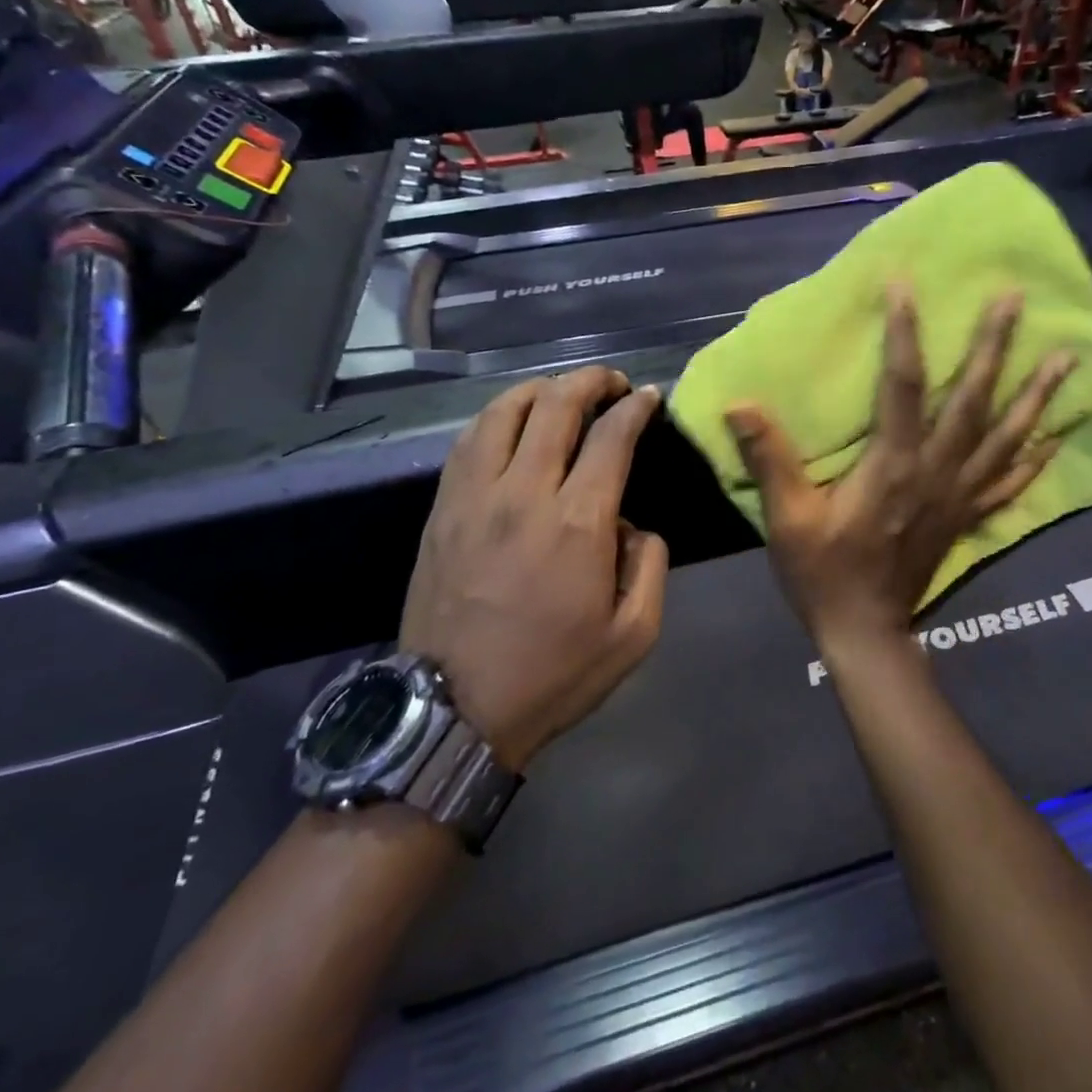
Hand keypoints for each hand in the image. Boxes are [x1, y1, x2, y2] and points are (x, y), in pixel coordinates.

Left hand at [399, 368, 667, 771]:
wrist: (454, 710)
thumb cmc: (553, 674)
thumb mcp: (634, 634)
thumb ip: (649, 565)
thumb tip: (632, 524)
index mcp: (577, 522)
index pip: (611, 436)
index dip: (635, 407)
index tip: (649, 397)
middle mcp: (523, 492)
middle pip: (556, 405)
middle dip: (591, 381)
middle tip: (613, 382)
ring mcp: (473, 496)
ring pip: (504, 411)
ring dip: (540, 388)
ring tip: (562, 392)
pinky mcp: (441, 509)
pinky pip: (468, 440)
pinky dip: (497, 415)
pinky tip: (511, 421)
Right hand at [726, 288, 1073, 648]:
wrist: (865, 632)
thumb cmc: (823, 573)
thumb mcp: (787, 519)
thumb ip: (770, 460)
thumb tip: (739, 405)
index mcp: (894, 465)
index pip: (903, 385)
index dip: (905, 332)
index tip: (906, 284)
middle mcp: (937, 471)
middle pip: (973, 400)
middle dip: (995, 346)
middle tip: (1016, 298)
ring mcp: (959, 496)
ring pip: (1006, 436)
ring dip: (1036, 394)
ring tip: (1067, 357)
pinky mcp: (966, 518)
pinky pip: (1010, 483)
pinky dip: (1036, 458)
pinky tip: (1057, 436)